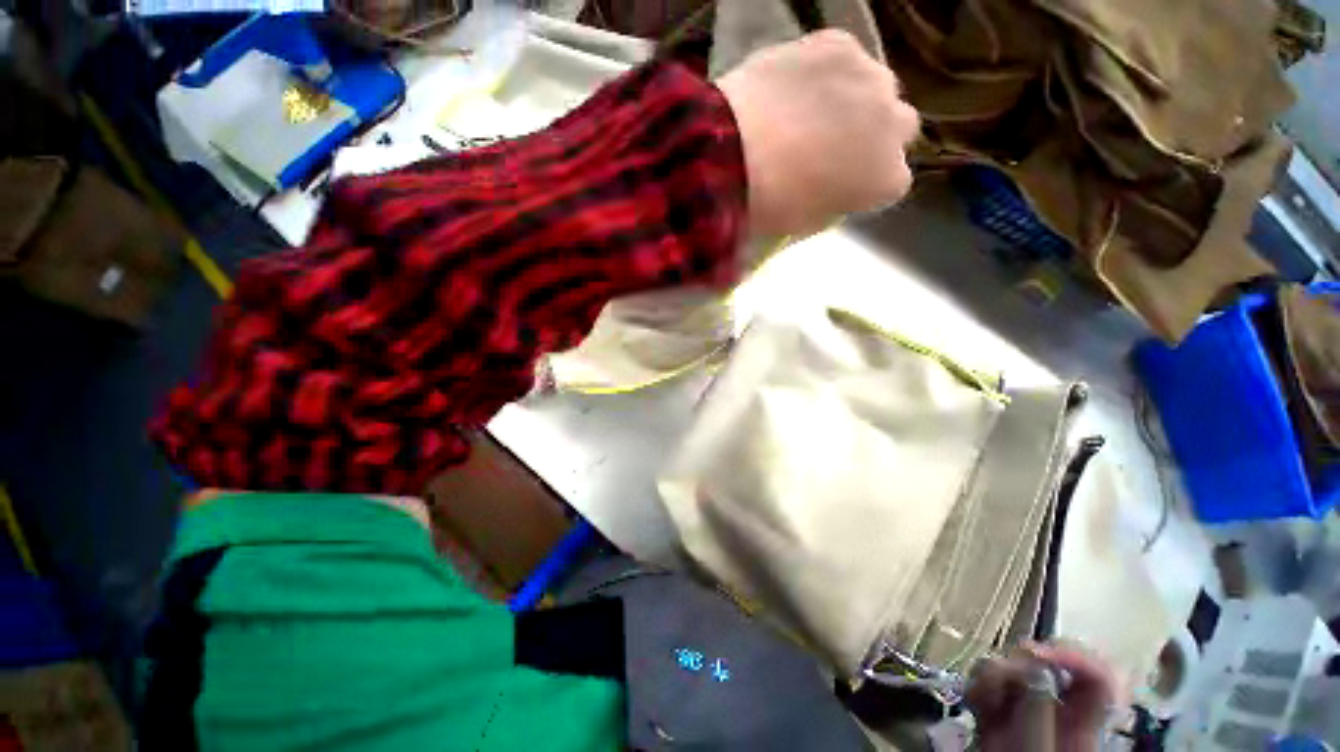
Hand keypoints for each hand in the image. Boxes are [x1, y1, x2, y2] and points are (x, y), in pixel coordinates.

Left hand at [716, 30, 919, 238]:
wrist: (730, 155)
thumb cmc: (769, 204)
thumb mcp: (807, 221)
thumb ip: (835, 201)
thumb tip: (833, 189)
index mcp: (887, 180)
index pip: (892, 180)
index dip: (865, 180)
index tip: (841, 183)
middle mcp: (895, 125)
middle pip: (897, 127)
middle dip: (872, 136)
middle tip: (832, 145)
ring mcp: (871, 77)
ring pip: (876, 87)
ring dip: (854, 99)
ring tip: (810, 111)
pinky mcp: (840, 44)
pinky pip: (842, 58)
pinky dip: (825, 72)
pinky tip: (795, 86)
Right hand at [966, 642, 1122, 751]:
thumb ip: (1039, 715)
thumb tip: (1035, 668)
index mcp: (1084, 727)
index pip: (1099, 678)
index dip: (1075, 656)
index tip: (1037, 656)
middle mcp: (1059, 714)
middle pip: (1052, 666)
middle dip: (1020, 663)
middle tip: (999, 679)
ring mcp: (1028, 712)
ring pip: (1015, 668)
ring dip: (993, 673)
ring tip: (980, 696)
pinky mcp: (999, 714)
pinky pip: (990, 683)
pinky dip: (978, 684)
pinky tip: (973, 700)